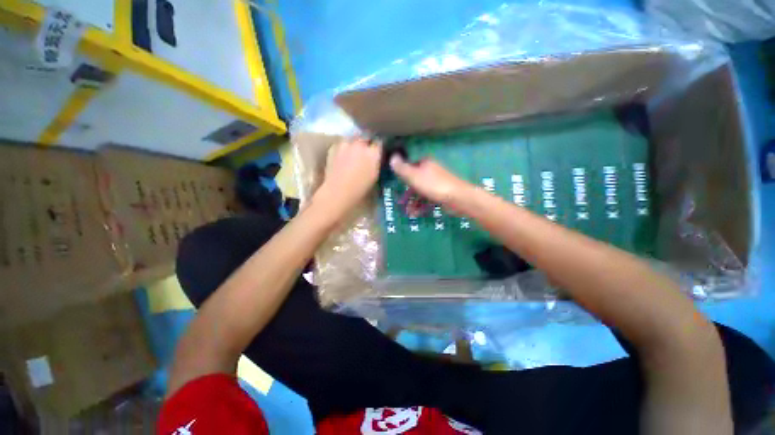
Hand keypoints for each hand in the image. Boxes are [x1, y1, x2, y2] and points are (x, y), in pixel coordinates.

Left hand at [315, 137, 381, 215]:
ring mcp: (345, 145)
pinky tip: (341, 155)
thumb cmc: (359, 189)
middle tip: (365, 149)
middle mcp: (360, 145)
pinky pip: (340, 144)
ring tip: (352, 150)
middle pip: (365, 136)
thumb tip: (376, 156)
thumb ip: (376, 161)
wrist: (337, 192)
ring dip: (353, 142)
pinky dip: (342, 148)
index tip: (377, 148)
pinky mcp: (333, 148)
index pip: (379, 141)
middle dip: (366, 141)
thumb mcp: (375, 175)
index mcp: (373, 153)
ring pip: (352, 138)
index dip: (378, 145)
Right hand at [390, 155, 473, 210]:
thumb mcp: (413, 176)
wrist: (458, 198)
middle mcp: (432, 170)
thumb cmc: (434, 185)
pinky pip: (429, 199)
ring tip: (408, 212)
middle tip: (400, 202)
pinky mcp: (443, 194)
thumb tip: (392, 156)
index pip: (410, 165)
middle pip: (415, 179)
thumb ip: (401, 168)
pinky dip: (422, 206)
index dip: (402, 174)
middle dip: (407, 191)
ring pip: (422, 191)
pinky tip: (416, 214)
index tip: (395, 183)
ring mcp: (438, 183)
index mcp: (425, 163)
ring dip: (413, 201)